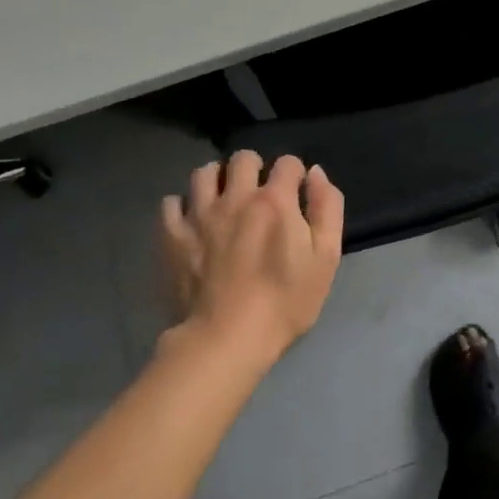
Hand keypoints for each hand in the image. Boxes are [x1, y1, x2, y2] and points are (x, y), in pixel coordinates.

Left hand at [160, 152, 343, 365]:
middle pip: (243, 158)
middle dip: (254, 167)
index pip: (287, 162)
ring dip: (217, 179)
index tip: (295, 193)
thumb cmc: (284, 301)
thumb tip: (314, 174)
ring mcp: (200, 214)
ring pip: (204, 172)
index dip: (294, 174)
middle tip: (258, 192)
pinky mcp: (173, 236)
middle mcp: (236, 196)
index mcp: (275, 200)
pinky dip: (182, 206)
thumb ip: (326, 208)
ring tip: (223, 199)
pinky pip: (171, 203)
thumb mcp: (326, 257)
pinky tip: (191, 220)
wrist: (226, 340)